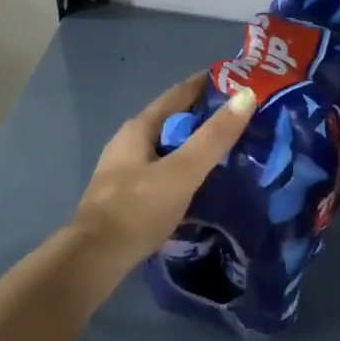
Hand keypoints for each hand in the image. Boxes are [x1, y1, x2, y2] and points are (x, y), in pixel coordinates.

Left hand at [67, 74, 256, 279]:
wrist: (93, 259)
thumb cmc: (138, 209)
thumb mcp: (182, 171)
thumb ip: (214, 137)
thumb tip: (246, 94)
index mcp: (139, 127)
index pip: (179, 93)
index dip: (207, 84)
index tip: (239, 80)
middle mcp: (129, 141)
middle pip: (172, 118)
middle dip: (204, 115)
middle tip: (242, 118)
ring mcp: (124, 168)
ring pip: (167, 145)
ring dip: (194, 143)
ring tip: (228, 149)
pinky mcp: (126, 193)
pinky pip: (162, 168)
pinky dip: (184, 166)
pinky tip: (200, 180)